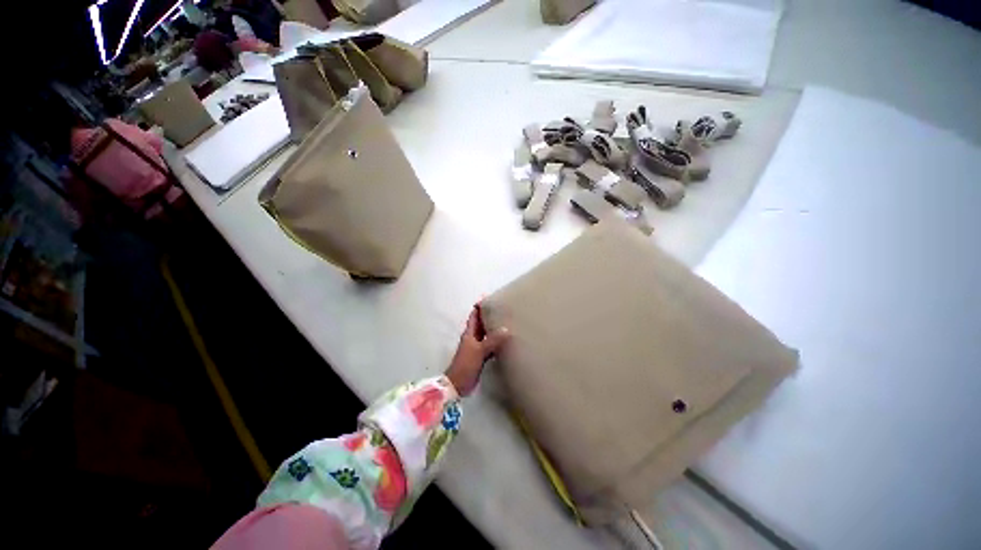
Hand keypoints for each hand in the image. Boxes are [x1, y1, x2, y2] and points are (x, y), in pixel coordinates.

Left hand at [445, 306, 508, 396]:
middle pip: (480, 323)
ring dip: (493, 328)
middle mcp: (473, 338)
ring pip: (486, 334)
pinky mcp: (480, 357)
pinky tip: (504, 341)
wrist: (458, 384)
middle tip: (501, 308)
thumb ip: (492, 340)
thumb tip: (506, 329)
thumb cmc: (465, 365)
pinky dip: (496, 342)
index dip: (479, 307)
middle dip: (488, 315)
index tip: (487, 298)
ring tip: (505, 322)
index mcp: (469, 334)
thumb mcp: (479, 351)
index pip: (474, 316)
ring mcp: (476, 348)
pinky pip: (490, 345)